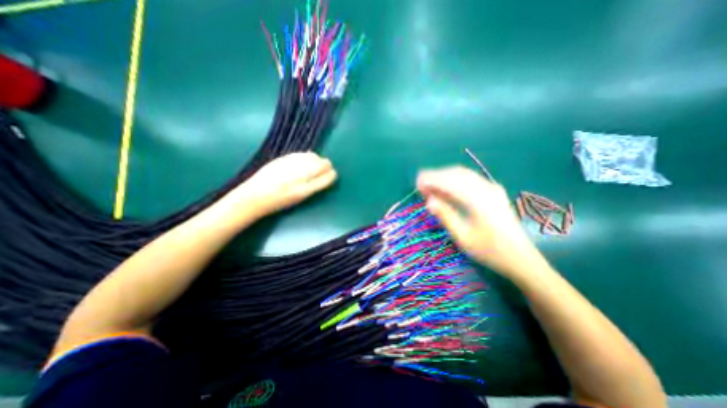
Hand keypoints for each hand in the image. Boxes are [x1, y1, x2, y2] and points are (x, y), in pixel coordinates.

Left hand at [229, 151, 337, 217]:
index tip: (331, 175)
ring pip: (314, 157)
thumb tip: (325, 175)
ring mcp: (292, 165)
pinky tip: (304, 161)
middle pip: (323, 164)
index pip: (327, 177)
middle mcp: (301, 176)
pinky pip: (302, 154)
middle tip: (324, 169)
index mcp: (305, 190)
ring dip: (317, 160)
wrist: (255, 195)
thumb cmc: (279, 202)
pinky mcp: (284, 158)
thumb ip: (314, 186)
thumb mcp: (300, 198)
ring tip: (314, 165)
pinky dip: (307, 157)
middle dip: (327, 166)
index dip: (332, 175)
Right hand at [415, 167, 543, 278]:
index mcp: (479, 201)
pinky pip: (470, 179)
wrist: (521, 258)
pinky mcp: (494, 191)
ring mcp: (492, 188)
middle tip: (421, 185)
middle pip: (456, 173)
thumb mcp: (463, 237)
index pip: (450, 182)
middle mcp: (486, 189)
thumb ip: (446, 216)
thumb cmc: (489, 251)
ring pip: (463, 174)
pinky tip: (447, 188)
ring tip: (431, 186)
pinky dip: (455, 180)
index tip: (417, 183)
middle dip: (436, 176)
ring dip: (445, 176)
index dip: (432, 180)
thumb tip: (429, 201)